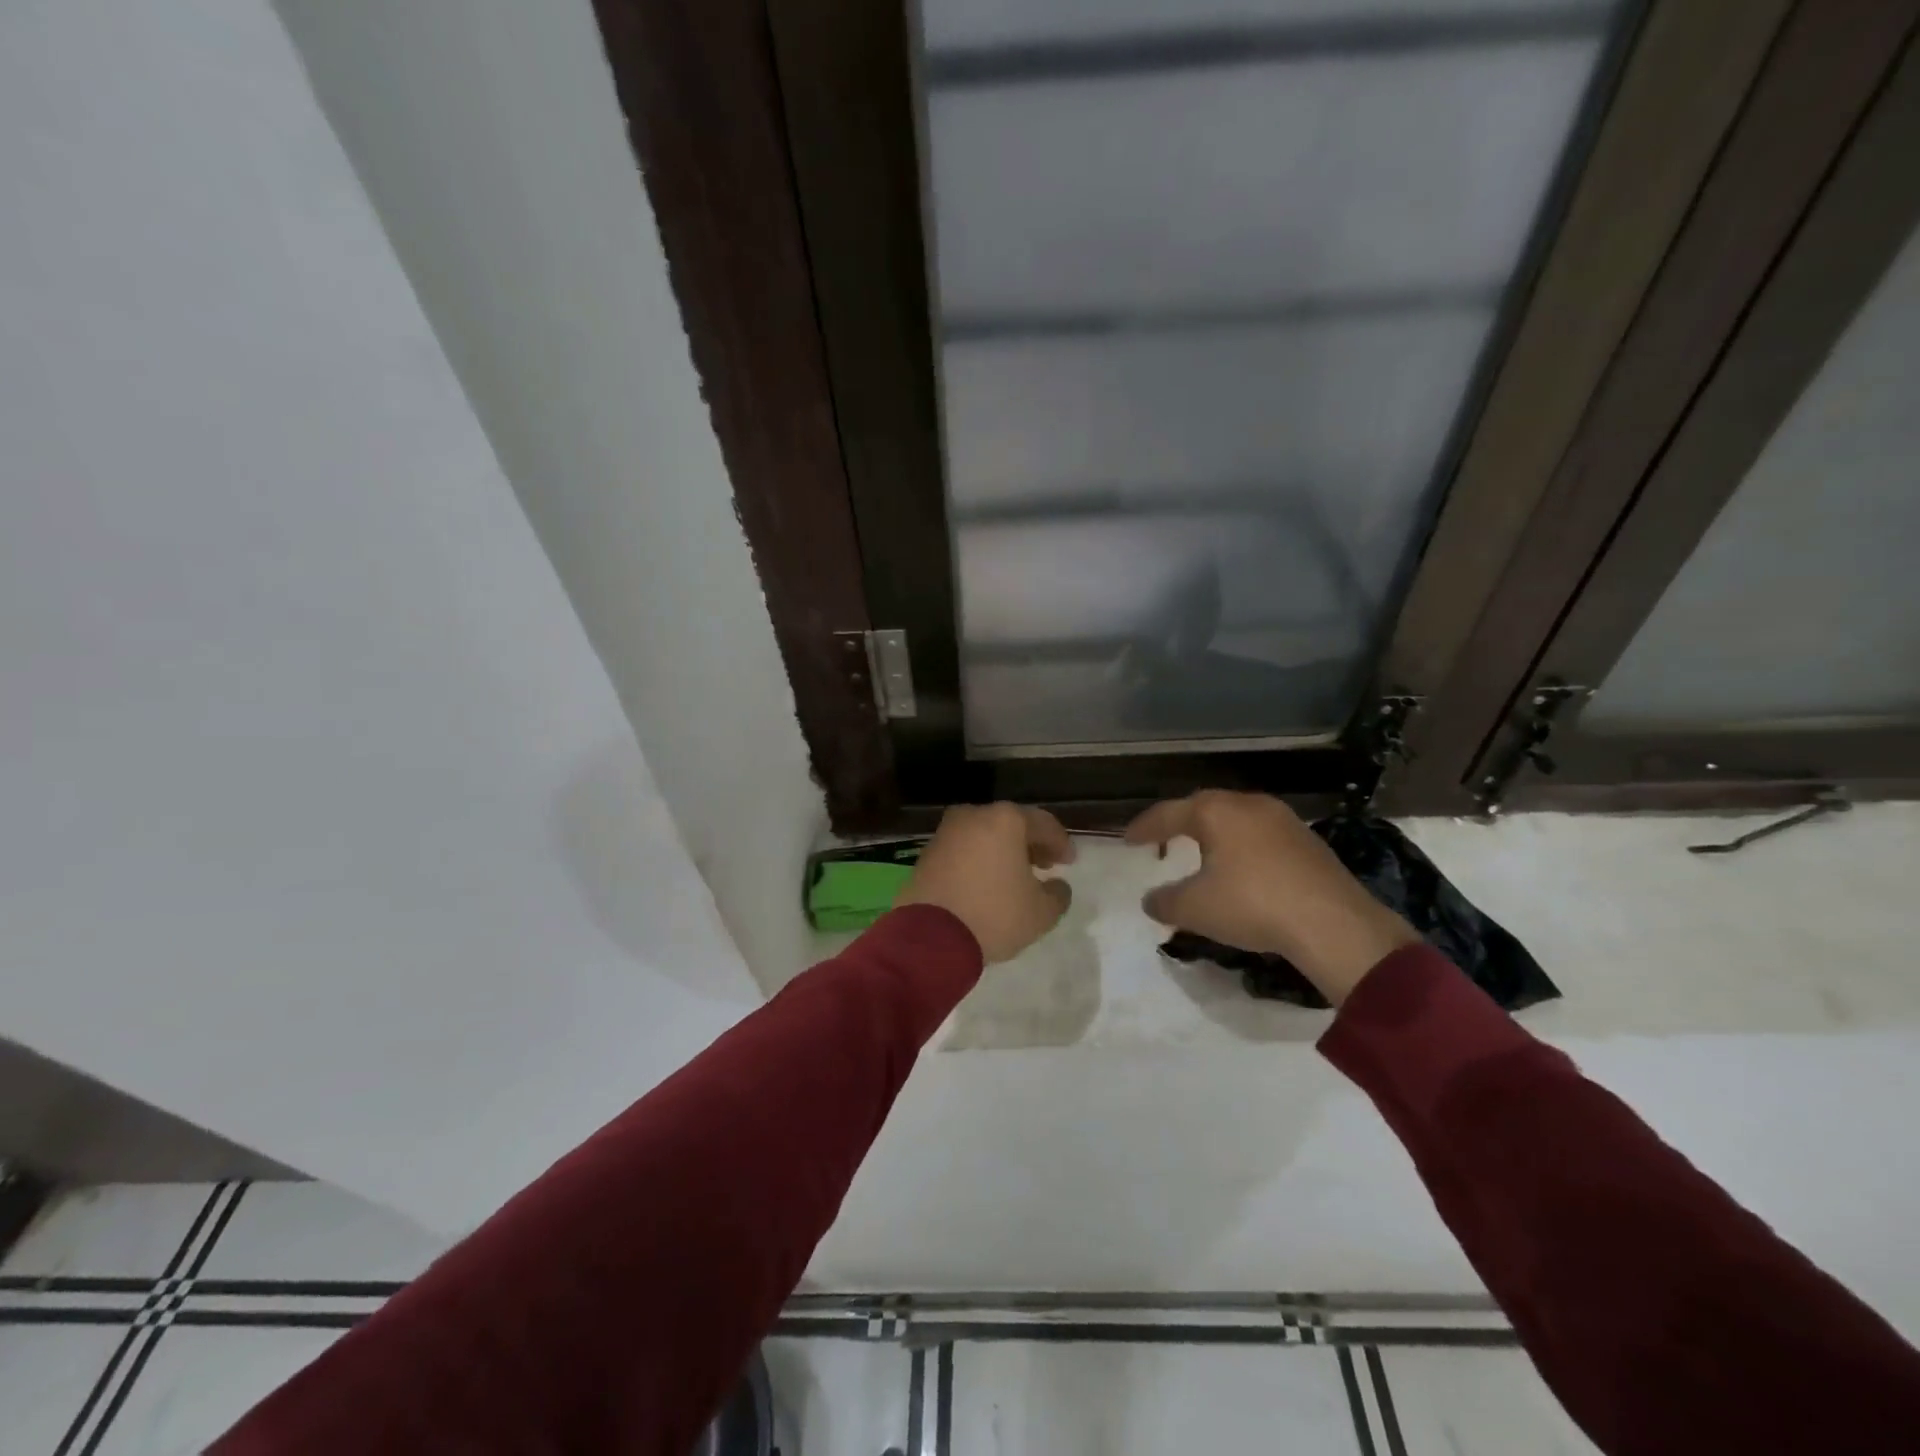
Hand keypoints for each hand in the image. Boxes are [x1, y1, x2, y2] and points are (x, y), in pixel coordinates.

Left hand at [897, 803, 1075, 962]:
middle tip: (1044, 865)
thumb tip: (1057, 886)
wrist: (930, 936)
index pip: (1043, 824)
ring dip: (1002, 851)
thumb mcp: (1041, 912)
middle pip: (1010, 824)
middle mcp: (973, 816)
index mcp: (1005, 820)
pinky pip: (963, 850)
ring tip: (1015, 877)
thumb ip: (1058, 894)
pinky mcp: (926, 853)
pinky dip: (978, 860)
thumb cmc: (994, 915)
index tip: (1068, 862)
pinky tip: (986, 883)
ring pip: (984, 835)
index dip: (1060, 843)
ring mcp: (946, 833)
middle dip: (1030, 844)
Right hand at [1124, 791, 1418, 1005]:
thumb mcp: (1195, 909)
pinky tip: (1241, 870)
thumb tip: (1151, 900)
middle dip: (1179, 824)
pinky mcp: (1307, 840)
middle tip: (1162, 843)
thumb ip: (1165, 902)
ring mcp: (1283, 819)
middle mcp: (1248, 804)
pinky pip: (1260, 835)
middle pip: (1203, 808)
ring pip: (1235, 819)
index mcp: (1215, 812)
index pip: (1168, 813)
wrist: (1333, 924)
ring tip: (1200, 855)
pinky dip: (1241, 847)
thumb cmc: (1252, 905)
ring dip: (1213, 835)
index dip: (1144, 827)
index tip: (1127, 840)